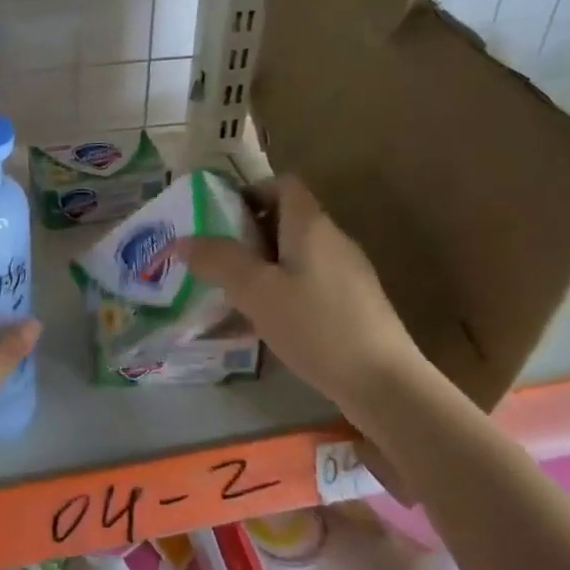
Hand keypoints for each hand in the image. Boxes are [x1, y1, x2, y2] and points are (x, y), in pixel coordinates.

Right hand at [178, 175, 423, 419]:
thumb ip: (219, 260)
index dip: (251, 191)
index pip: (283, 184)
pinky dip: (285, 290)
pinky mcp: (355, 305)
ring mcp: (349, 274)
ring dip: (265, 265)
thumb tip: (183, 240)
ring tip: (235, 292)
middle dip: (250, 233)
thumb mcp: (256, 291)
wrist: (385, 385)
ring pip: (298, 254)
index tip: (221, 216)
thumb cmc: (316, 326)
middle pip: (288, 219)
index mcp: (311, 225)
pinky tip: (269, 321)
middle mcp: (334, 240)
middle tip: (218, 258)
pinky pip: (311, 282)